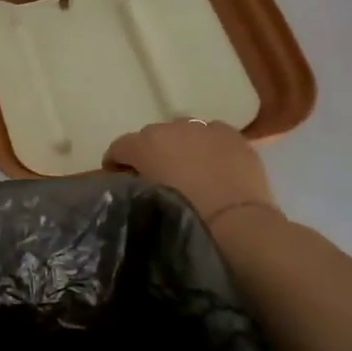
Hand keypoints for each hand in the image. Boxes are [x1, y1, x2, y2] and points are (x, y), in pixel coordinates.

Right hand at [103, 121, 282, 226]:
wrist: (236, 223)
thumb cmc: (184, 216)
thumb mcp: (145, 201)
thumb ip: (133, 184)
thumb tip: (132, 179)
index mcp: (145, 144)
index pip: (119, 147)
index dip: (115, 164)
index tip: (120, 182)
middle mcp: (171, 127)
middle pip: (151, 136)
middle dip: (150, 154)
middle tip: (156, 178)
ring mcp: (204, 128)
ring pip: (183, 132)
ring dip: (179, 146)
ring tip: (188, 171)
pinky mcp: (232, 135)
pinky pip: (211, 134)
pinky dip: (207, 146)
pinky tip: (214, 165)